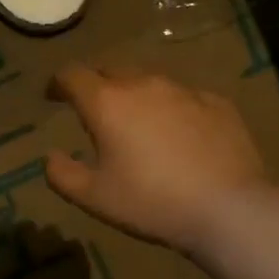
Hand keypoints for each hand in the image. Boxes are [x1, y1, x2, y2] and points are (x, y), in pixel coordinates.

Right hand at [44, 66, 270, 253]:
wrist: (228, 207)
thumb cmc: (151, 202)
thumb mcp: (94, 197)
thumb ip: (63, 174)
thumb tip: (50, 157)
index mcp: (107, 103)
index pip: (72, 75)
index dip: (58, 83)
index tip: (53, 96)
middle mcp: (144, 84)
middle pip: (111, 71)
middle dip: (96, 86)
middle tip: (94, 111)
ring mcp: (184, 91)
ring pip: (149, 82)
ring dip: (135, 96)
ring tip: (137, 125)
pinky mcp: (217, 103)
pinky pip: (183, 98)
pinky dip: (170, 110)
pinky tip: (178, 137)